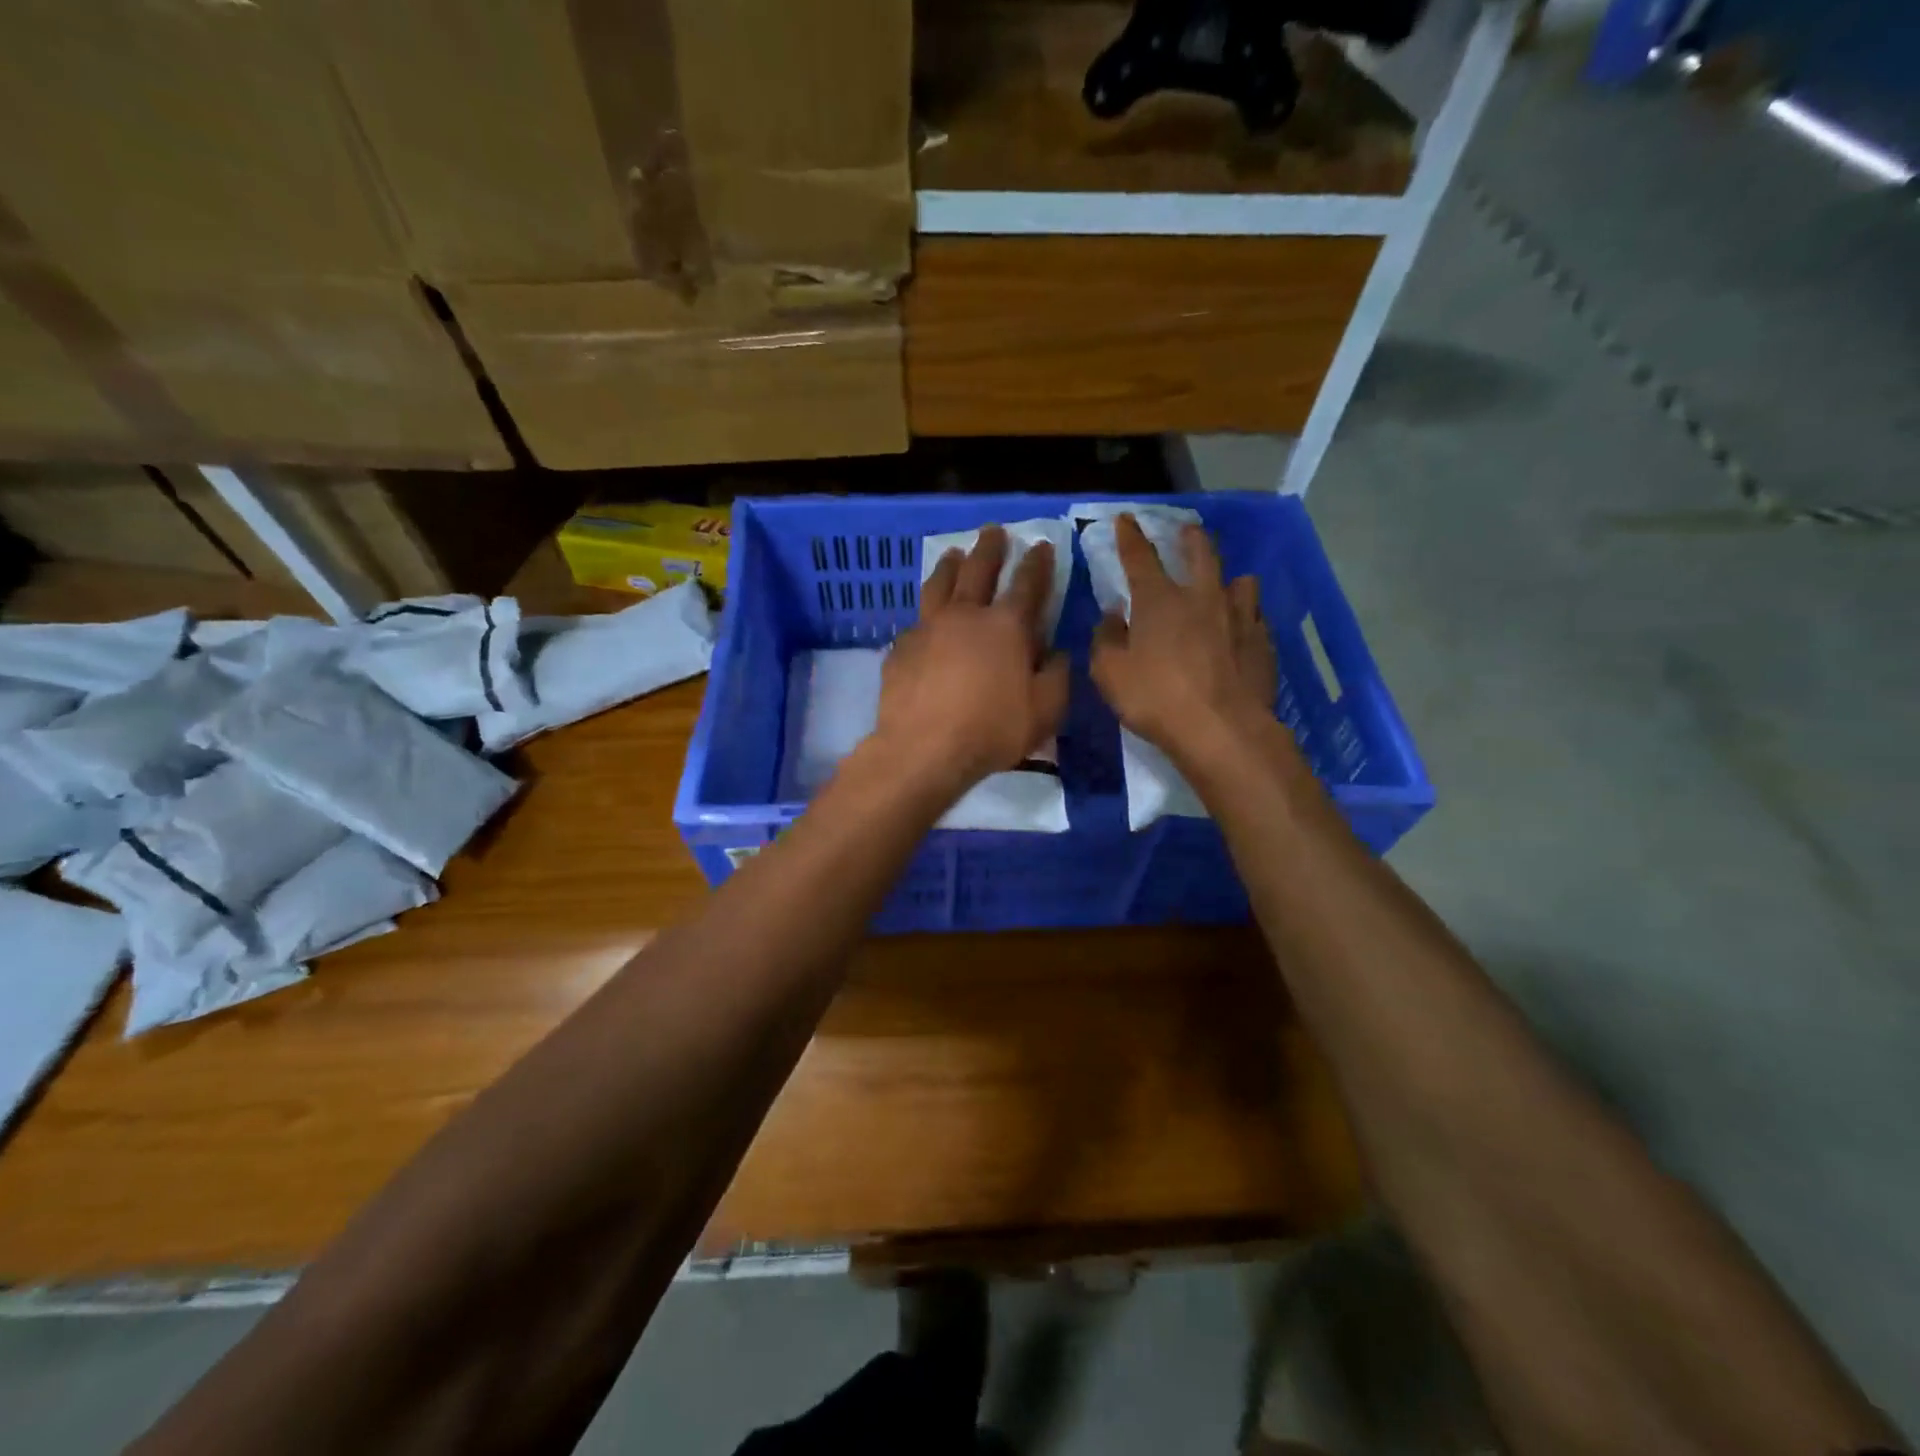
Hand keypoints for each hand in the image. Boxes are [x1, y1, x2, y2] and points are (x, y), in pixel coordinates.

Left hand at [874, 525, 1069, 792]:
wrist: (923, 748)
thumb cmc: (991, 730)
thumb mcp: (1044, 711)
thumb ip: (1057, 677)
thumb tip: (1056, 653)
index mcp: (1007, 626)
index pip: (1028, 584)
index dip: (1037, 563)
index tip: (1041, 545)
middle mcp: (966, 615)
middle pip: (978, 570)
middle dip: (990, 548)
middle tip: (993, 531)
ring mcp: (928, 627)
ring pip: (939, 584)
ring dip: (950, 565)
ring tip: (953, 554)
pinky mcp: (901, 647)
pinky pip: (916, 620)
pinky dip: (925, 612)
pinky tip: (924, 618)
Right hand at [1090, 514, 1277, 762]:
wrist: (1222, 730)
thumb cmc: (1156, 699)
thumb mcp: (1110, 674)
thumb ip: (1106, 640)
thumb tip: (1112, 618)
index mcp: (1159, 601)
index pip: (1140, 558)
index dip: (1130, 537)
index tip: (1126, 520)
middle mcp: (1202, 598)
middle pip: (1201, 553)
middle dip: (1191, 538)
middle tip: (1187, 532)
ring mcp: (1239, 618)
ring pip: (1241, 582)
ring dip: (1230, 579)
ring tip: (1227, 585)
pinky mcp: (1264, 643)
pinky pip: (1256, 618)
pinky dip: (1246, 617)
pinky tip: (1243, 630)